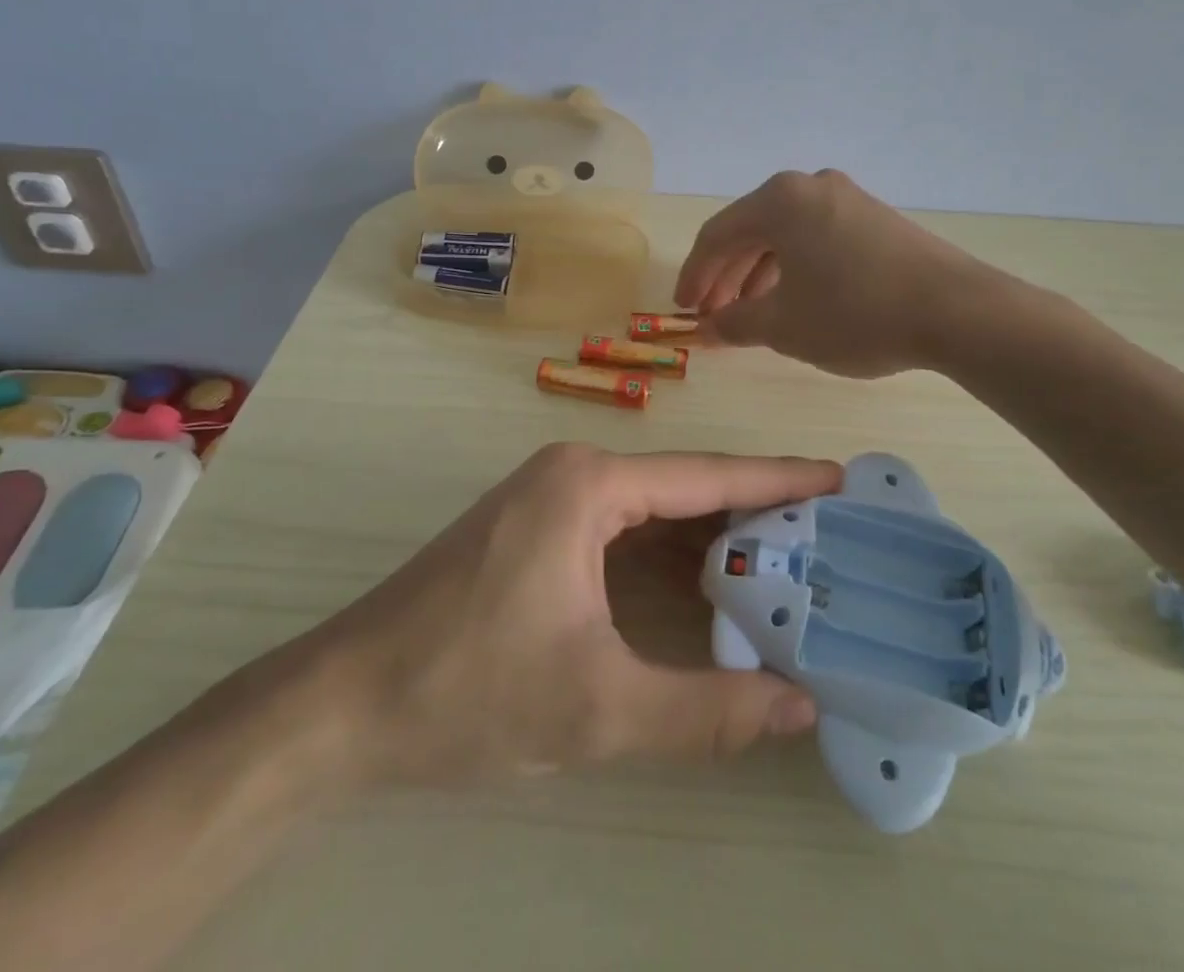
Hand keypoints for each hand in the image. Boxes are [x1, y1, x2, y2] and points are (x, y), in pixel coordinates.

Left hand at [295, 444, 838, 787]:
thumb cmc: (470, 690)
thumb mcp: (597, 708)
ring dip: (710, 534)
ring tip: (786, 556)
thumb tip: (801, 705)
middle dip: (753, 510)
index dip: (778, 478)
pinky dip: (667, 553)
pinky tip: (706, 581)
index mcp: (589, 485)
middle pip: (682, 487)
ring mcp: (548, 498)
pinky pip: (619, 529)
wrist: (345, 702)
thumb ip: (707, 710)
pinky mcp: (533, 529)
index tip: (839, 476)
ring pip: (650, 510)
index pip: (705, 476)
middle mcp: (572, 473)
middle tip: (828, 529)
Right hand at [675, 169, 1040, 377]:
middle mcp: (810, 186)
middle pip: (750, 231)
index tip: (684, 310)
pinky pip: (816, 238)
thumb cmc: (855, 313)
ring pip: (785, 235)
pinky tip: (795, 300)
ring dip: (760, 274)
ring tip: (751, 314)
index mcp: (779, 200)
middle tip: (714, 315)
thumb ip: (736, 324)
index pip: (717, 235)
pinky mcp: (875, 218)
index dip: (694, 275)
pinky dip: (795, 268)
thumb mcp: (784, 326)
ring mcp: (847, 198)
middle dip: (727, 277)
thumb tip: (708, 329)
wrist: (956, 311)